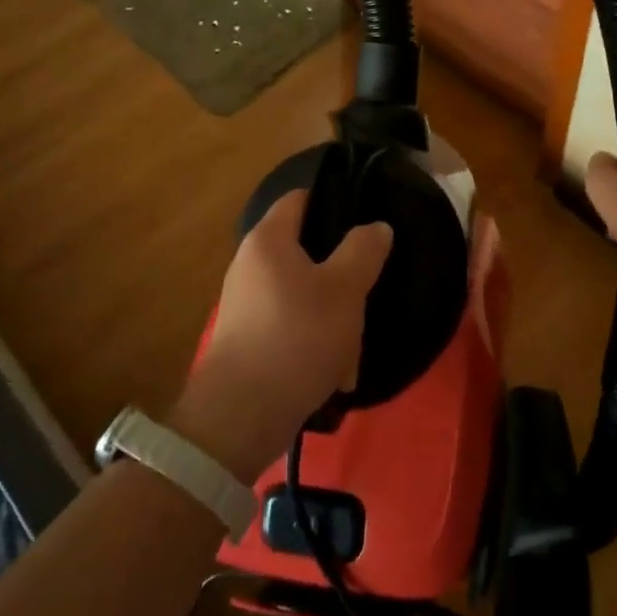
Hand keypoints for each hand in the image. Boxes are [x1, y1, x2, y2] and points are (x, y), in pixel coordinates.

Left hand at [169, 191, 392, 479]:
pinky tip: (335, 374)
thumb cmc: (297, 337)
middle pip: (307, 252)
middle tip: (368, 292)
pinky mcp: (248, 340)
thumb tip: (376, 226)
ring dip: (334, 319)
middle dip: (342, 276)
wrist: (240, 416)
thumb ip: (364, 251)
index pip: (301, 198)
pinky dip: (315, 344)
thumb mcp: (344, 290)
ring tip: (354, 351)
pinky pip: (292, 328)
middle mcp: (250, 265)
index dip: (335, 200)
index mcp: (268, 240)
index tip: (368, 218)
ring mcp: (246, 304)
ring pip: (305, 296)